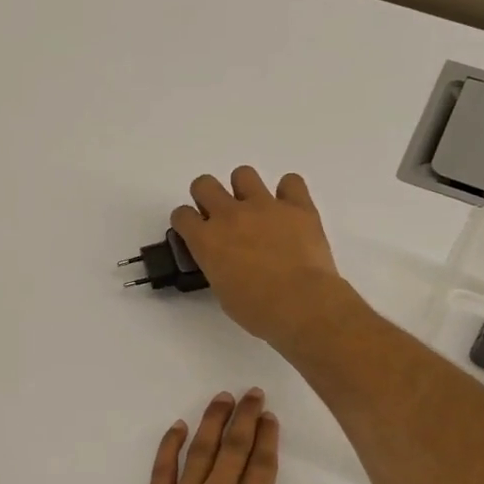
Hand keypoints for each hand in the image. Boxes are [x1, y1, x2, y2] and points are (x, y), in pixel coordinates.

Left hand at [123, 389, 323, 483]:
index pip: (262, 465)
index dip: (268, 438)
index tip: (270, 416)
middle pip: (233, 447)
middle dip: (245, 417)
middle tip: (251, 392)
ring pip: (199, 450)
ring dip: (211, 421)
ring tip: (221, 398)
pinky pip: (162, 469)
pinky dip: (169, 445)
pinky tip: (177, 427)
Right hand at [170, 168, 348, 348]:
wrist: (301, 304)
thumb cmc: (257, 309)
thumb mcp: (222, 291)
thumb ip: (217, 266)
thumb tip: (225, 260)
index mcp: (206, 240)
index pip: (182, 215)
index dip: (187, 222)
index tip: (195, 232)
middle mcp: (230, 215)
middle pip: (204, 184)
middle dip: (207, 197)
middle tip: (221, 216)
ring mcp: (264, 206)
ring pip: (243, 174)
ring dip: (245, 189)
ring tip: (256, 210)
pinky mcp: (297, 206)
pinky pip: (291, 182)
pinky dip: (289, 193)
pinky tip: (290, 211)